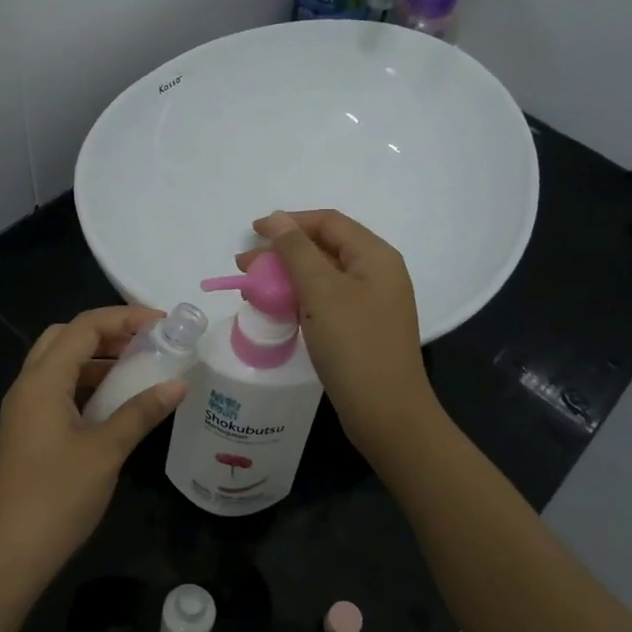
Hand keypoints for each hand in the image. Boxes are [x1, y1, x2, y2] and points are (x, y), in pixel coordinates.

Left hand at [0, 305, 187, 591]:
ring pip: (61, 365)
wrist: (11, 554)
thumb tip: (179, 384)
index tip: (164, 324)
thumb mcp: (106, 451)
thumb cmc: (57, 497)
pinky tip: (118, 402)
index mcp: (42, 382)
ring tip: (141, 368)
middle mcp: (28, 387)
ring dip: (98, 359)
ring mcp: (26, 411)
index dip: (124, 317)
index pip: (83, 327)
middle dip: (108, 332)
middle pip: (66, 338)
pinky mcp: (30, 432)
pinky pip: (60, 391)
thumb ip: (141, 412)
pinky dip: (89, 384)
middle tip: (148, 343)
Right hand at [240, 209, 438, 458]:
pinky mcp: (362, 330)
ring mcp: (372, 304)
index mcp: (376, 256)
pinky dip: (300, 301)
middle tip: (245, 267)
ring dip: (287, 278)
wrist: (386, 412)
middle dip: (283, 253)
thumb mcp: (321, 291)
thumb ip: (296, 250)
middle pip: (325, 248)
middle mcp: (378, 274)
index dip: (289, 221)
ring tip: (253, 291)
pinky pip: (327, 303)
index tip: (252, 233)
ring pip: (323, 278)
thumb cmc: (354, 345)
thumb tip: (276, 219)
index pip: (328, 222)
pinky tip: (277, 311)